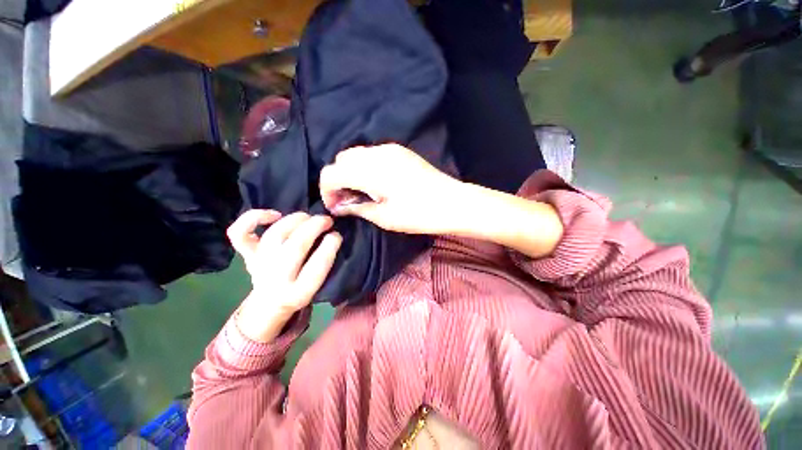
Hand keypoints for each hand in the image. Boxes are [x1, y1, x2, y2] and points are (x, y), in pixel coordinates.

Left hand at [226, 210, 341, 341]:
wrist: (269, 303)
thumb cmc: (300, 289)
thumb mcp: (318, 285)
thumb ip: (325, 263)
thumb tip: (332, 235)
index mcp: (299, 292)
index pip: (316, 267)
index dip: (329, 246)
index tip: (337, 235)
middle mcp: (277, 279)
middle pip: (295, 247)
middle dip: (314, 227)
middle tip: (327, 220)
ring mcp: (258, 265)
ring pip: (275, 235)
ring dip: (295, 220)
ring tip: (308, 217)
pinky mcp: (247, 254)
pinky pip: (239, 233)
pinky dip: (254, 218)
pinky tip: (274, 215)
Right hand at [319, 144, 464, 233]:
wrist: (453, 202)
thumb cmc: (419, 214)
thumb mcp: (385, 217)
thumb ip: (357, 208)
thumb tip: (338, 207)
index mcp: (370, 171)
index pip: (331, 173)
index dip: (326, 190)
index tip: (335, 207)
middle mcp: (377, 153)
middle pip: (341, 160)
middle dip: (338, 179)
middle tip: (348, 201)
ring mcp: (391, 149)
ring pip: (356, 154)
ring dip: (351, 172)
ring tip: (362, 193)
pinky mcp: (401, 151)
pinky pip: (372, 154)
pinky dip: (365, 167)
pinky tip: (376, 183)